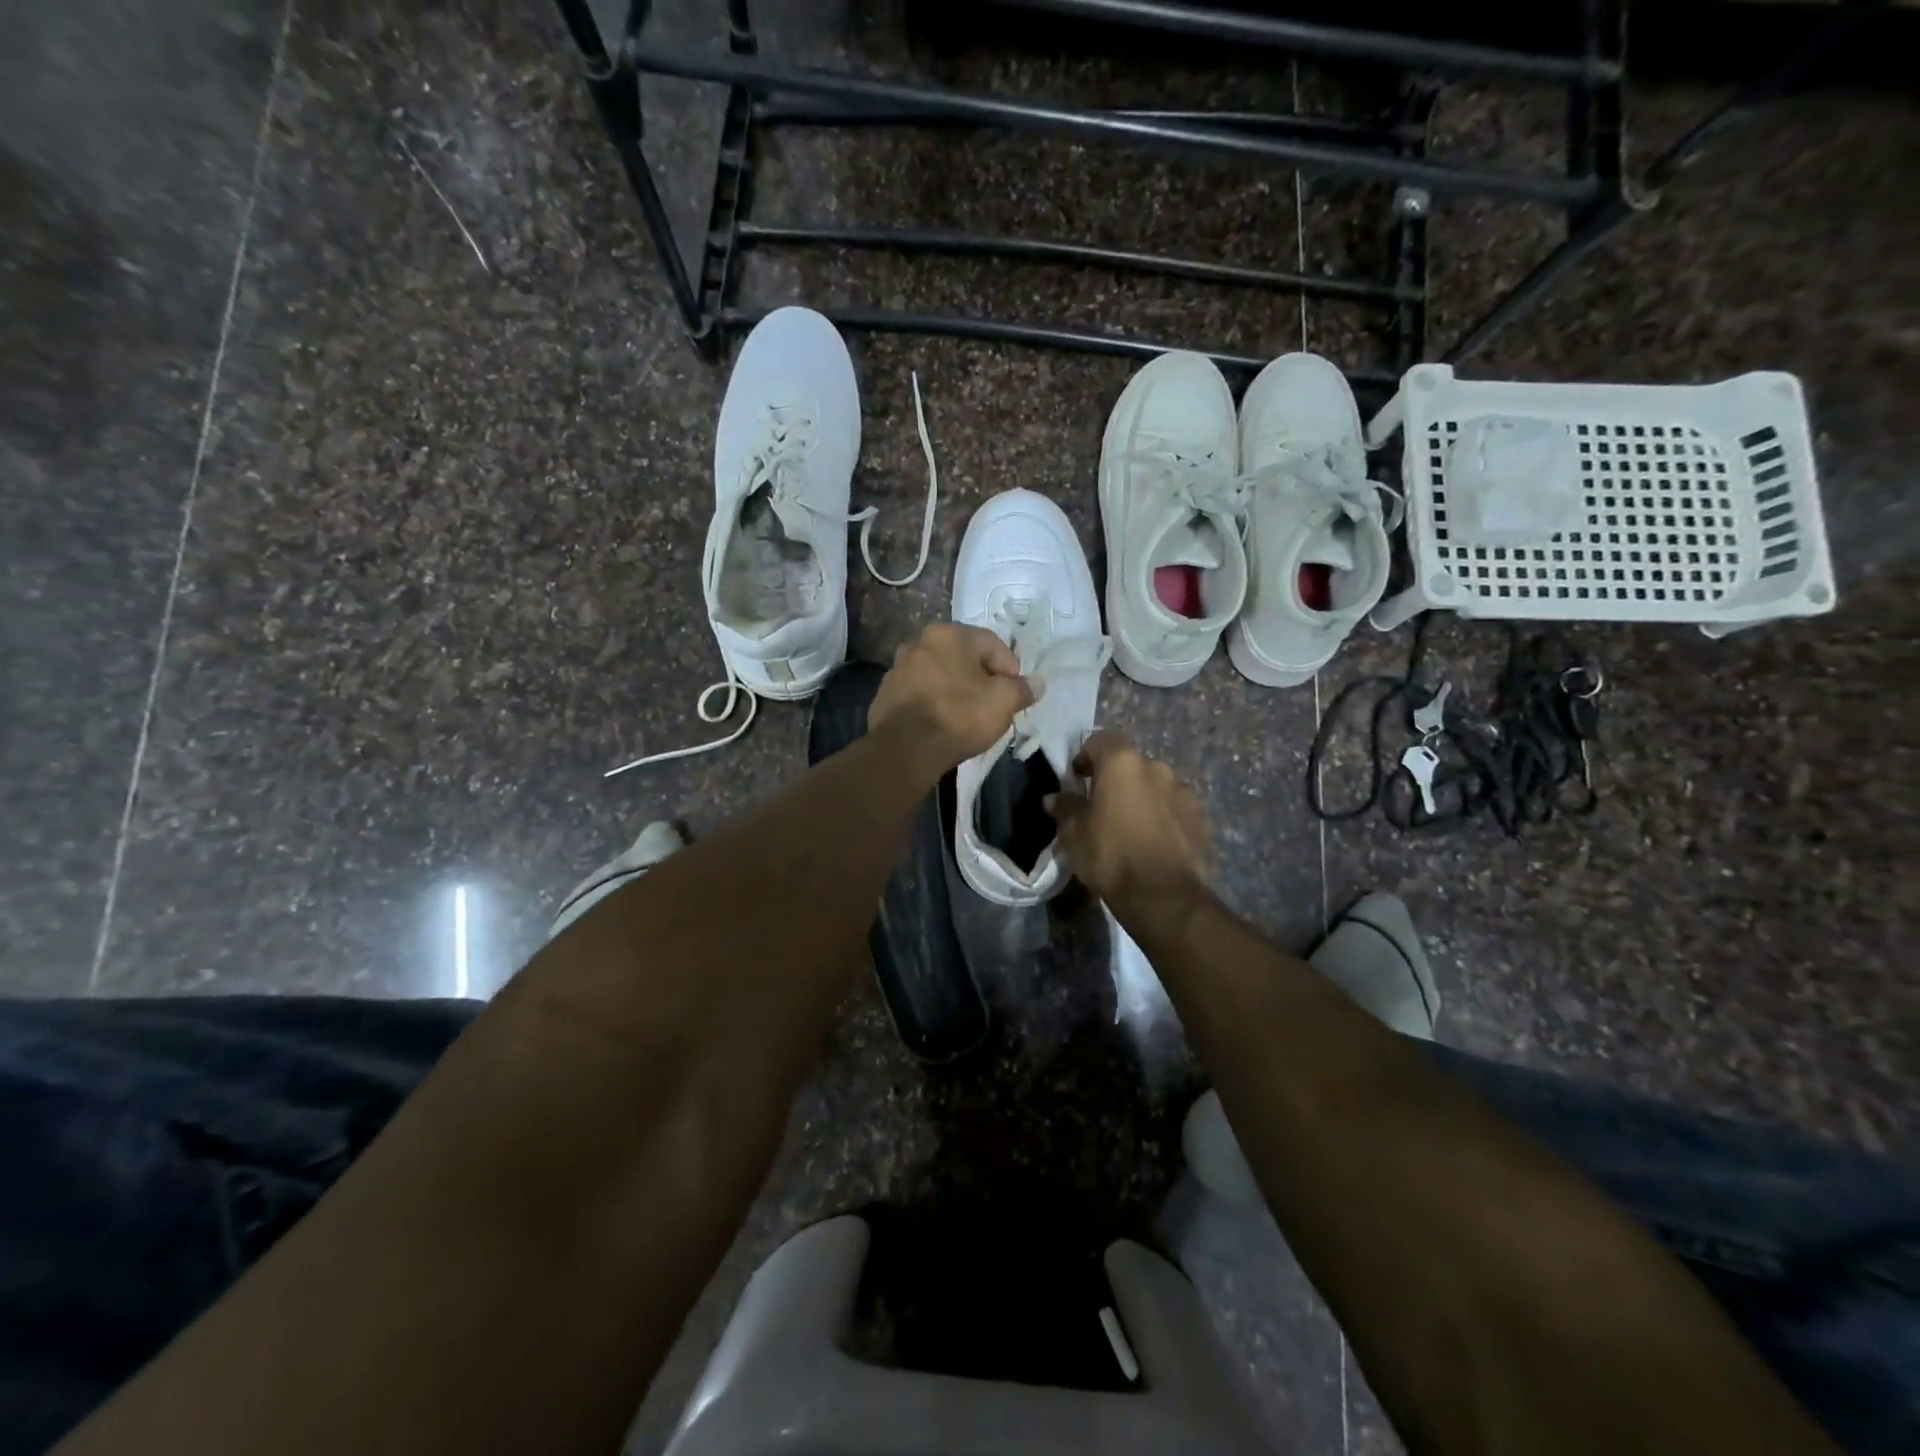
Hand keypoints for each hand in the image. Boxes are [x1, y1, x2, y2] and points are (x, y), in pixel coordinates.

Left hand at [869, 623, 1036, 777]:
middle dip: (981, 678)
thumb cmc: (959, 716)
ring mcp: (898, 668)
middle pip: (963, 657)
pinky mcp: (885, 694)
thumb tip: (1037, 683)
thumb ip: (1022, 689)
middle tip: (993, 704)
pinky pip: (919, 693)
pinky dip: (933, 702)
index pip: (992, 643)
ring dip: (955, 689)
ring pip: (939, 674)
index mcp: (949, 634)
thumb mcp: (1003, 702)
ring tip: (967, 716)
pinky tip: (941, 723)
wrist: (905, 749)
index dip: (1010, 669)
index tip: (1015, 694)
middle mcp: (919, 642)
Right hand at [1048, 731, 1212, 912]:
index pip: (1100, 740)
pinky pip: (1175, 808)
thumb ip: (1065, 808)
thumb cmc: (1110, 856)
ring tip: (1132, 827)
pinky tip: (1155, 841)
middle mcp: (1156, 767)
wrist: (1163, 896)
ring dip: (1143, 798)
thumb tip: (1054, 798)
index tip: (1078, 779)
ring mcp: (1184, 791)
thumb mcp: (1074, 834)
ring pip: (1155, 786)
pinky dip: (1164, 816)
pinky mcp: (1201, 816)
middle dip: (1117, 780)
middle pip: (1130, 764)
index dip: (1086, 757)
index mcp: (1122, 763)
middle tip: (1104, 807)